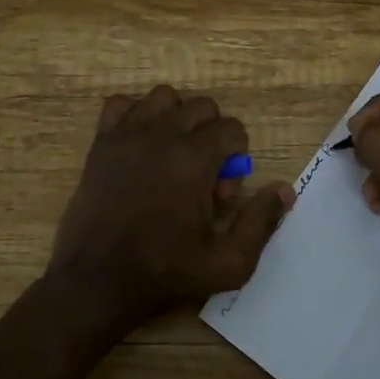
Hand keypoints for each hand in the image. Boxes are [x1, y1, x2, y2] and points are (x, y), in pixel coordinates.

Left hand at [49, 86, 292, 339]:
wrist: (95, 281)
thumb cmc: (163, 273)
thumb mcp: (227, 264)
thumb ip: (261, 223)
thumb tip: (284, 189)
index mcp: (194, 158)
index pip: (232, 128)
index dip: (236, 159)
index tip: (220, 194)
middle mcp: (162, 134)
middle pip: (202, 107)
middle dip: (211, 136)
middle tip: (200, 179)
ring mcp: (127, 134)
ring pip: (164, 97)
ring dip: (177, 119)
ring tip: (172, 156)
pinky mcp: (101, 142)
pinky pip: (121, 103)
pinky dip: (135, 115)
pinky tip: (139, 145)